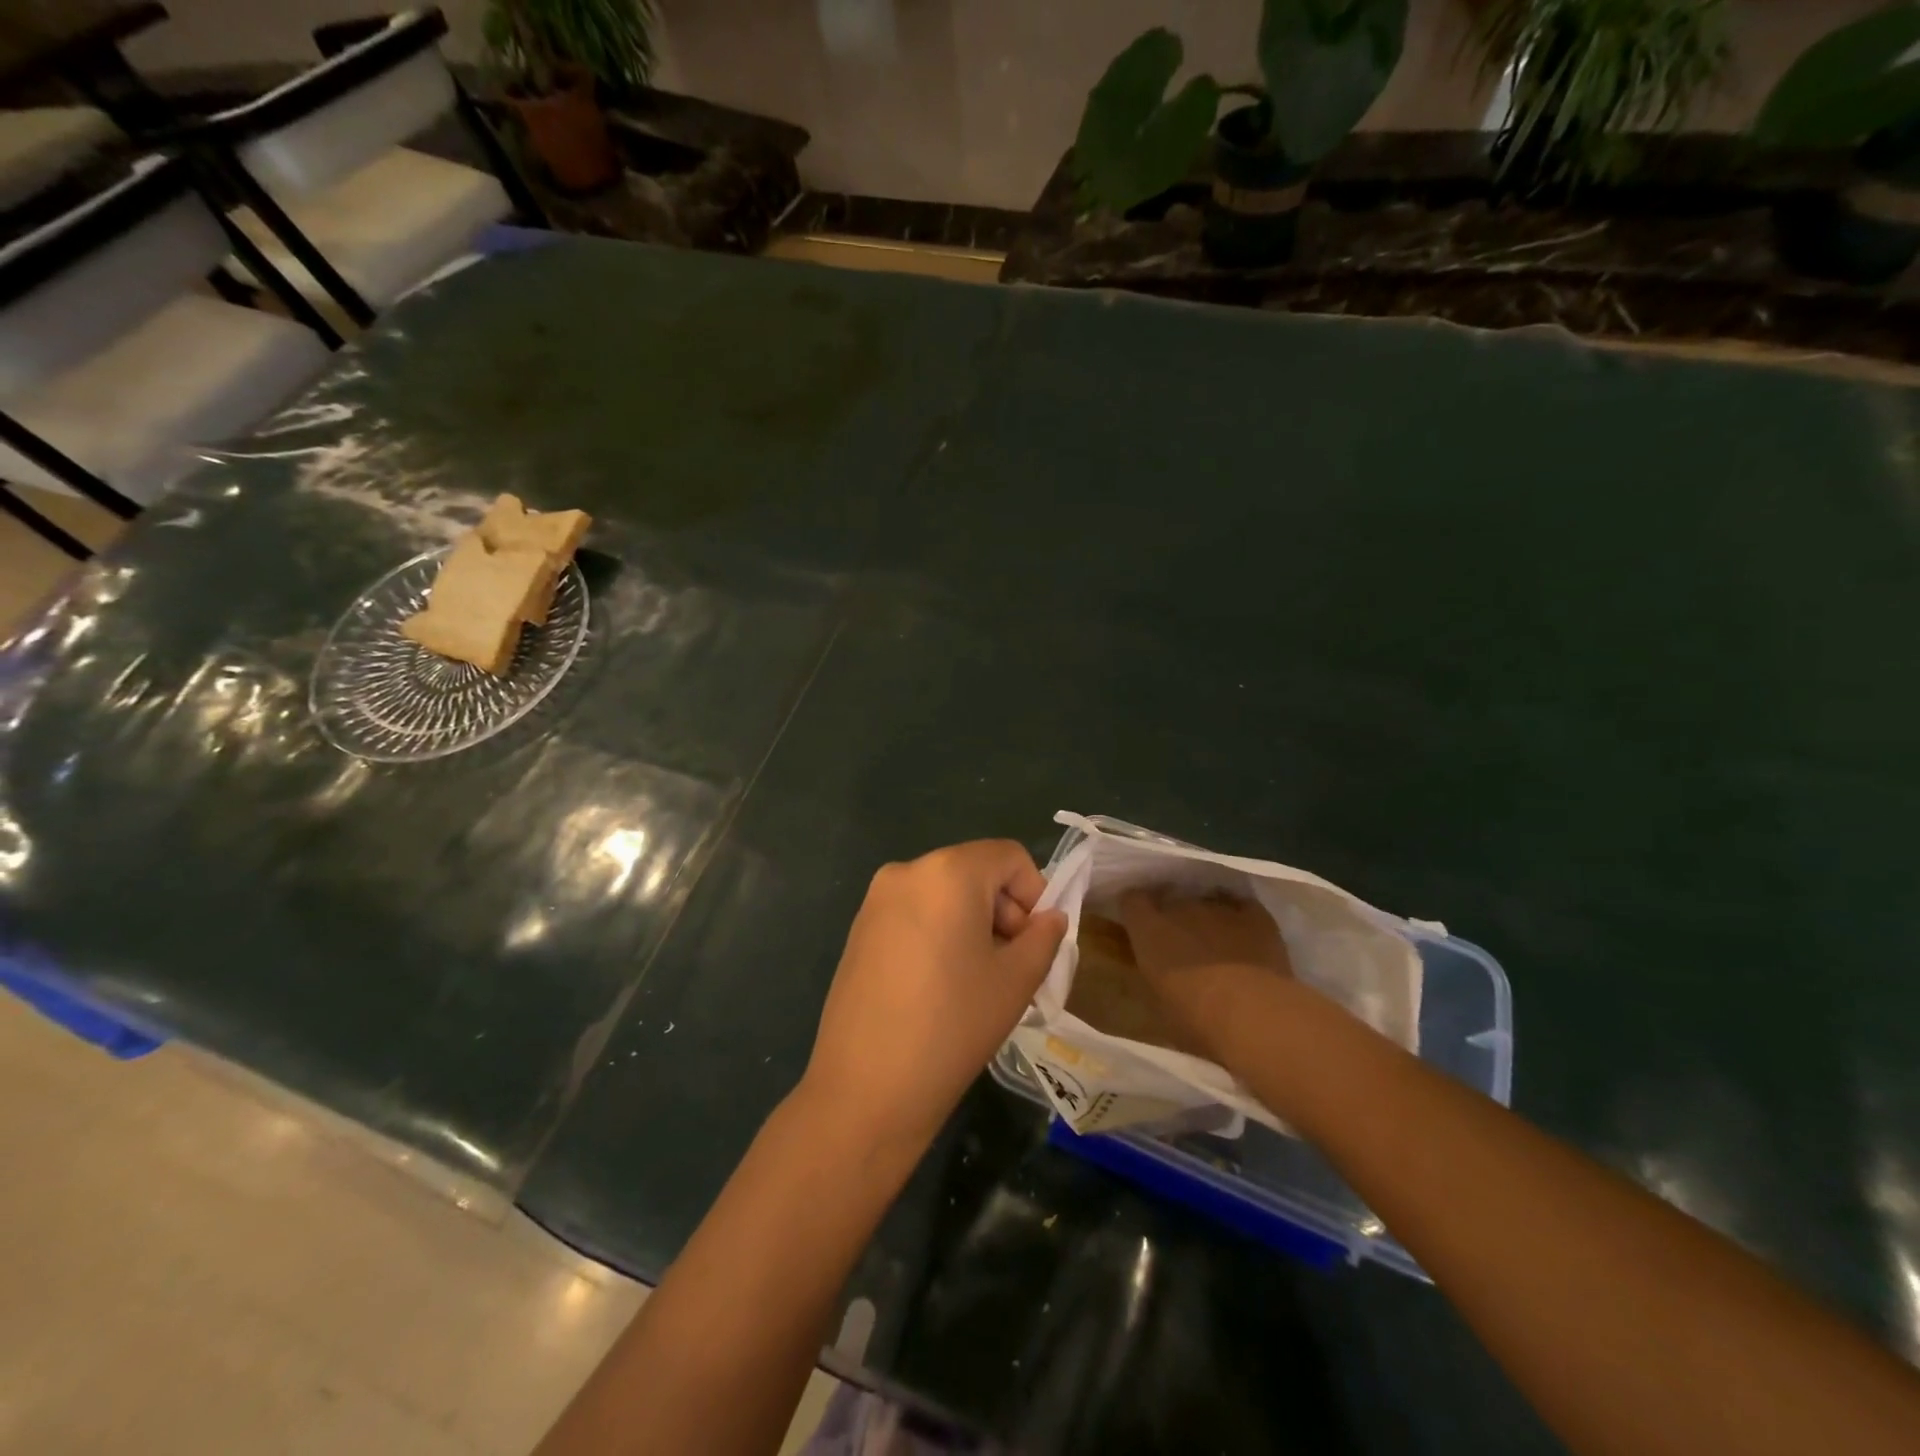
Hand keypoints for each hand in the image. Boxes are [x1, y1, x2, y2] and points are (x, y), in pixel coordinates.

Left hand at [801, 840, 1067, 1156]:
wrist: (865, 1089)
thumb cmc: (952, 1026)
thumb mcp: (1016, 980)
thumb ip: (1043, 937)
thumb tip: (1049, 918)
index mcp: (948, 871)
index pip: (1009, 856)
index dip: (1035, 893)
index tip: (1035, 942)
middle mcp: (907, 871)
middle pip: (975, 872)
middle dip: (1003, 910)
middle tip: (1012, 967)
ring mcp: (876, 900)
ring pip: (944, 894)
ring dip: (973, 924)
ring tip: (978, 981)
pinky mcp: (859, 929)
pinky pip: (915, 913)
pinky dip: (940, 933)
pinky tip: (940, 985)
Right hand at [1117, 888, 1290, 1060]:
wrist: (1254, 1015)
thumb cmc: (1196, 1019)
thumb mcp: (1159, 1004)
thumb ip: (1154, 975)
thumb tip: (1159, 973)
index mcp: (1149, 930)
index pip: (1131, 900)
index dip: (1136, 910)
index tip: (1141, 925)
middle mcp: (1181, 908)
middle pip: (1172, 901)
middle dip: (1175, 917)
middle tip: (1184, 945)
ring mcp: (1219, 908)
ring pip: (1208, 902)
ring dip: (1207, 919)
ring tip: (1219, 945)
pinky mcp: (1255, 914)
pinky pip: (1242, 907)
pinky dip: (1240, 919)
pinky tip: (1246, 937)